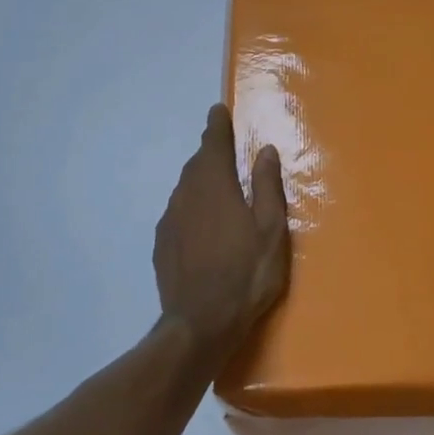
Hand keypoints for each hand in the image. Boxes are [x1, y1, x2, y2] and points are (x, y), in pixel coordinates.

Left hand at [154, 104, 290, 355]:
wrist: (200, 324)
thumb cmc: (246, 272)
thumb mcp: (271, 228)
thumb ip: (267, 186)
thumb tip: (264, 150)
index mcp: (215, 184)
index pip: (213, 142)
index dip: (217, 125)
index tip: (219, 110)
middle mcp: (186, 194)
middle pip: (197, 164)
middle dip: (211, 152)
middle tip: (225, 148)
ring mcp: (169, 220)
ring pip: (186, 189)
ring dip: (201, 181)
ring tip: (219, 188)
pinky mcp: (162, 245)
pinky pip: (178, 213)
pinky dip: (191, 208)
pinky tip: (203, 225)